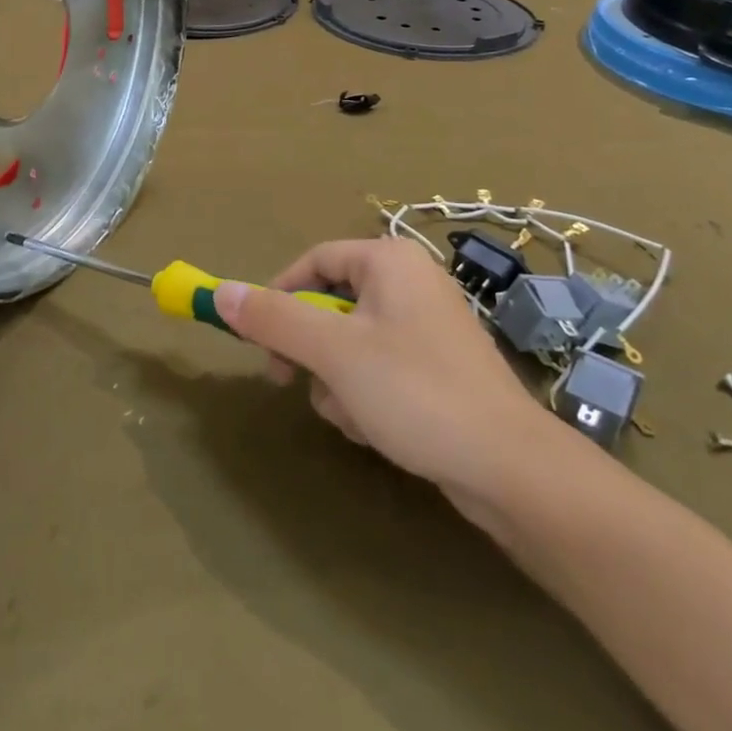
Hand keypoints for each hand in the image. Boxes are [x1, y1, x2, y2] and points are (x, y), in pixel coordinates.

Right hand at [214, 237, 566, 510]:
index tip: (256, 336)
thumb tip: (221, 292)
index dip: (278, 295)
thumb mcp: (333, 352)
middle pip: (330, 304)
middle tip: (287, 378)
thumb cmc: (415, 392)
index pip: (314, 261)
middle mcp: (410, 283)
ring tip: (353, 414)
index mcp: (390, 261)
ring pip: (349, 343)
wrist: (511, 469)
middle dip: (310, 349)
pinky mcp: (437, 369)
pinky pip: (378, 369)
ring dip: (336, 380)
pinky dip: (365, 395)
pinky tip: (376, 428)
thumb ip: (273, 319)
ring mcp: (427, 328)